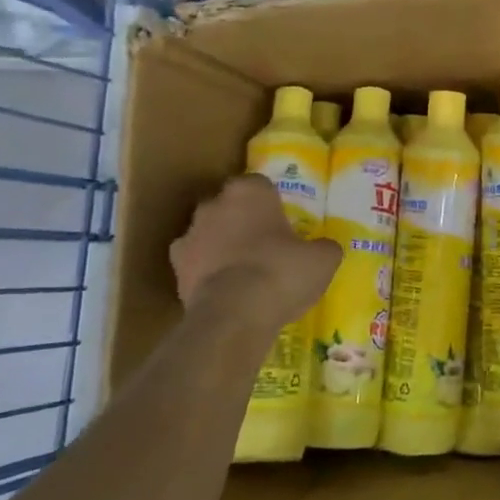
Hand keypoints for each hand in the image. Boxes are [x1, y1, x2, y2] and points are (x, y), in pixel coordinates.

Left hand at [169, 174, 339, 342]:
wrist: (234, 315)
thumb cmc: (281, 272)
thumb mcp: (322, 259)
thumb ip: (323, 247)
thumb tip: (324, 248)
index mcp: (249, 191)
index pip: (259, 184)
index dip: (271, 202)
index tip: (283, 221)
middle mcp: (214, 204)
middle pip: (229, 205)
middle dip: (242, 219)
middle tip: (265, 244)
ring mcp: (189, 235)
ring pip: (208, 233)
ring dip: (221, 244)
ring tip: (244, 271)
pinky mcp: (175, 269)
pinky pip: (195, 263)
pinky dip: (206, 272)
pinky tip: (225, 290)